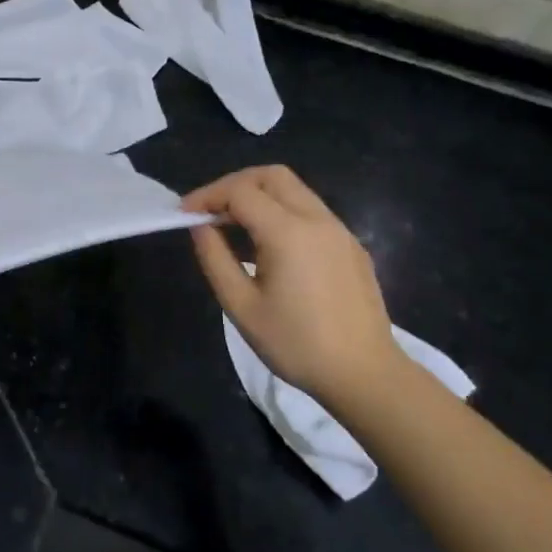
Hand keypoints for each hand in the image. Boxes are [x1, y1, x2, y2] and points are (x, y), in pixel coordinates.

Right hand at [183, 166, 400, 408]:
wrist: (366, 375)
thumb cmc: (296, 345)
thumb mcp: (241, 307)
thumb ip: (215, 259)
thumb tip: (200, 227)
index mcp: (288, 232)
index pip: (240, 191)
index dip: (207, 196)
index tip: (185, 215)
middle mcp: (317, 219)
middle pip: (270, 176)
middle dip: (234, 185)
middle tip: (211, 212)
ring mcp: (339, 230)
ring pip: (294, 189)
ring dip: (259, 196)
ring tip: (235, 227)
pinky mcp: (351, 245)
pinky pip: (311, 211)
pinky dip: (282, 212)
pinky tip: (270, 246)